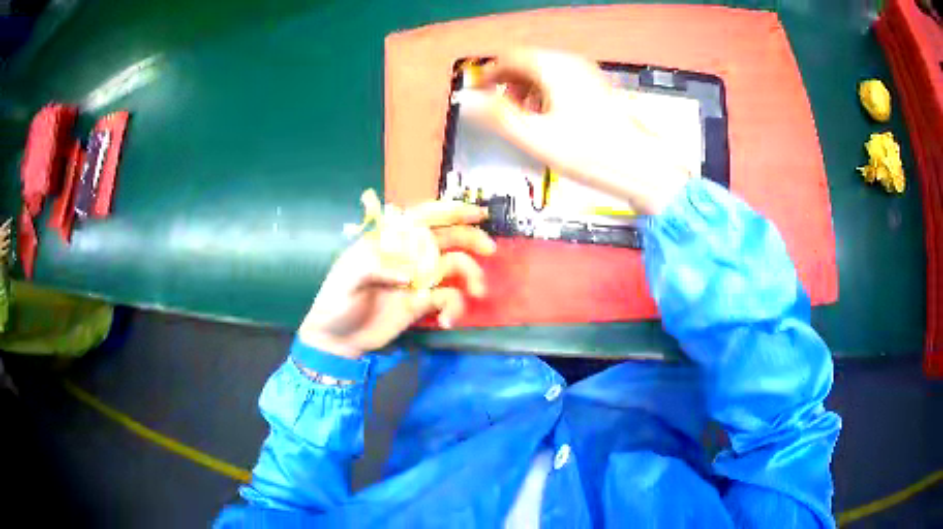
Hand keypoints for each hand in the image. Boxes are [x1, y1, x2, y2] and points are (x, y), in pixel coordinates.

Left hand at [298, 200, 495, 358]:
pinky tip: (448, 321)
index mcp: (390, 241)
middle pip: (446, 238)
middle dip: (470, 239)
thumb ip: (374, 268)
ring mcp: (417, 279)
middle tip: (490, 250)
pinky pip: (448, 299)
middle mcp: (408, 255)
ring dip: (470, 276)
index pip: (422, 218)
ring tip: (477, 291)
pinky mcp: (422, 304)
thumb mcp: (347, 280)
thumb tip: (410, 273)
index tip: (476, 213)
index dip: (449, 211)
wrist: (338, 339)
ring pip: (454, 267)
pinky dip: (454, 307)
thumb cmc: (337, 302)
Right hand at [457, 49, 691, 214]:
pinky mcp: (598, 89)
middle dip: (509, 83)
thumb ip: (496, 115)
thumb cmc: (590, 152)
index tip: (479, 93)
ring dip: (527, 90)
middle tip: (502, 108)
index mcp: (553, 67)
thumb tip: (468, 102)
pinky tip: (549, 119)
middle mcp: (571, 64)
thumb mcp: (533, 136)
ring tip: (525, 118)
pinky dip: (547, 95)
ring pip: (545, 72)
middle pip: (528, 62)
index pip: (510, 57)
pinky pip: (563, 82)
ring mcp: (587, 75)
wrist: (638, 165)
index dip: (489, 74)